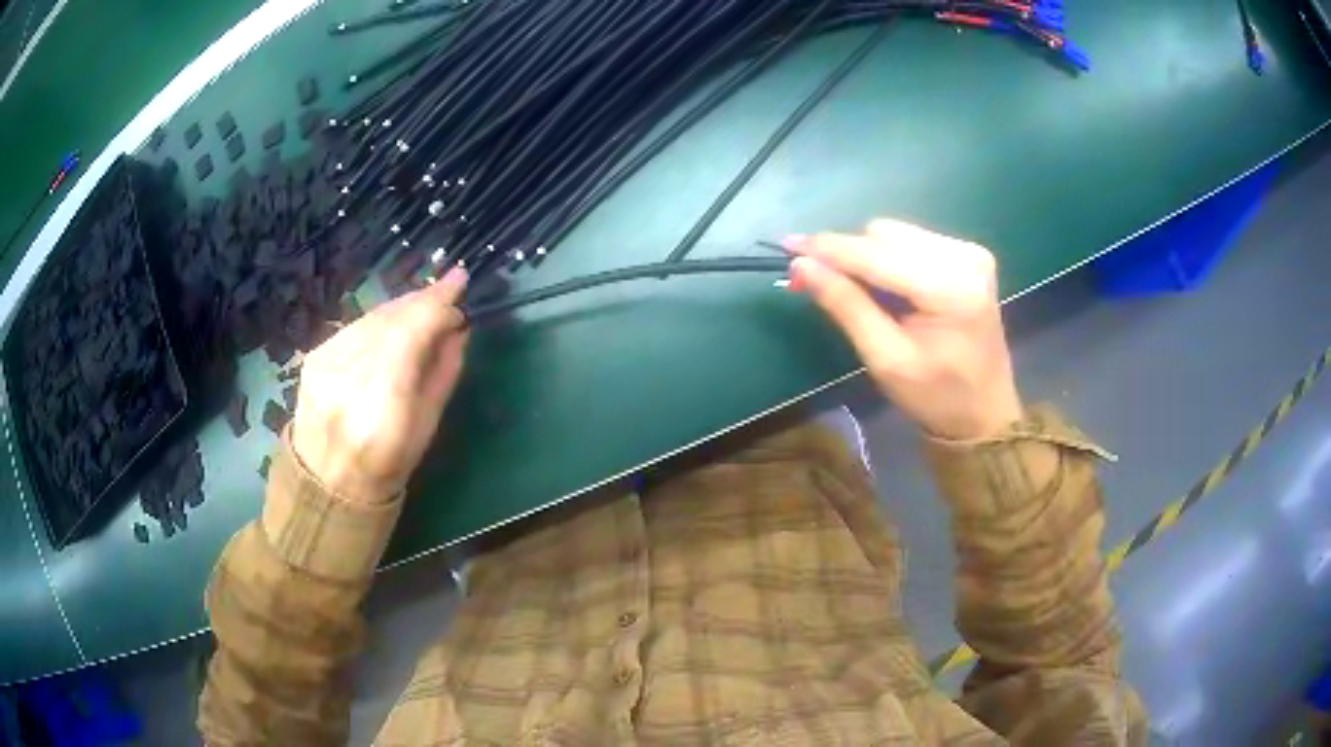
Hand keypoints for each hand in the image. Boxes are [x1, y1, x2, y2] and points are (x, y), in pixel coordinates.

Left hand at [291, 268, 469, 503]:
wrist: (327, 484)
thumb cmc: (387, 465)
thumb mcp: (427, 426)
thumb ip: (442, 371)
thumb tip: (458, 327)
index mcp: (380, 408)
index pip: (407, 335)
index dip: (435, 304)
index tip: (460, 283)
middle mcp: (346, 379)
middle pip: (387, 320)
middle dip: (421, 301)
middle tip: (448, 290)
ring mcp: (324, 365)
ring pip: (370, 318)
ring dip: (401, 308)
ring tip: (425, 306)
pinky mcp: (313, 358)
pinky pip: (354, 327)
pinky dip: (378, 321)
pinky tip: (392, 326)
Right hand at [787, 219, 1021, 439]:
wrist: (985, 413)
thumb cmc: (936, 397)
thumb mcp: (886, 359)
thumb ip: (846, 306)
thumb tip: (801, 265)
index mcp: (950, 288)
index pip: (876, 254)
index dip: (829, 249)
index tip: (788, 246)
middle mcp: (963, 257)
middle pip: (885, 234)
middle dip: (849, 255)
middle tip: (818, 281)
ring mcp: (969, 252)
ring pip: (896, 234)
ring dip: (868, 257)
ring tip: (859, 292)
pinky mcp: (968, 255)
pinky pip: (912, 241)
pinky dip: (890, 260)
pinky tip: (888, 289)